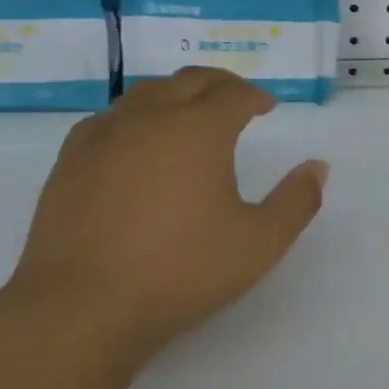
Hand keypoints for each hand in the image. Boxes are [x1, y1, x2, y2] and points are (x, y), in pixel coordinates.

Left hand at [3, 68, 326, 354]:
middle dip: (220, 84)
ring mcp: (104, 136)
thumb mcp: (260, 242)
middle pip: (190, 81)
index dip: (256, 96)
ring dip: (176, 95)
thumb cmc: (181, 271)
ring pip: (146, 93)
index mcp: (200, 129)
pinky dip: (135, 116)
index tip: (267, 106)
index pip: (235, 94)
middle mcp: (151, 118)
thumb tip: (317, 167)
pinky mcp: (71, 161)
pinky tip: (137, 141)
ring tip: (190, 115)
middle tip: (236, 99)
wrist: (81, 308)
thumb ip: (296, 201)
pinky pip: (110, 118)